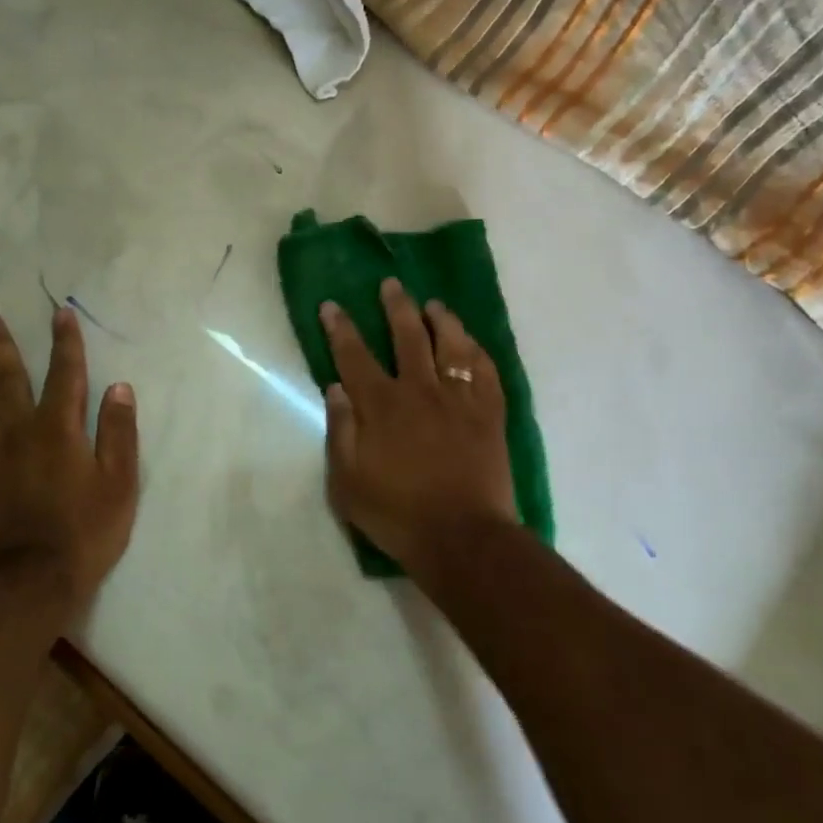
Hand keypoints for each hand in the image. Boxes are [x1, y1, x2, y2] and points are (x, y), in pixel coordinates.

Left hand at [0, 308, 139, 604]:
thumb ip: (119, 433)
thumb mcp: (120, 483)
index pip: (65, 374)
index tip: (59, 312)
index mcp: (59, 429)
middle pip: (9, 380)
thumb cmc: (86, 532)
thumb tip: (118, 387)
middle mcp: (17, 431)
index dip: (65, 342)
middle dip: (0, 346)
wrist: (31, 581)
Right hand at [321, 277, 518, 570]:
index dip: (341, 328)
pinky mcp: (489, 414)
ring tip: (434, 304)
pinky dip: (478, 351)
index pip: (354, 356)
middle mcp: (420, 391)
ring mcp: (459, 400)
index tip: (332, 305)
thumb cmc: (396, 513)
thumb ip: (340, 430)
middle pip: (407, 337)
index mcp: (381, 406)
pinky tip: (472, 343)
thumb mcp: (347, 481)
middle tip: (391, 284)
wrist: (461, 537)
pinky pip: (486, 371)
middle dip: (396, 307)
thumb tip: (335, 387)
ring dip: (441, 320)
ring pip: (452, 346)